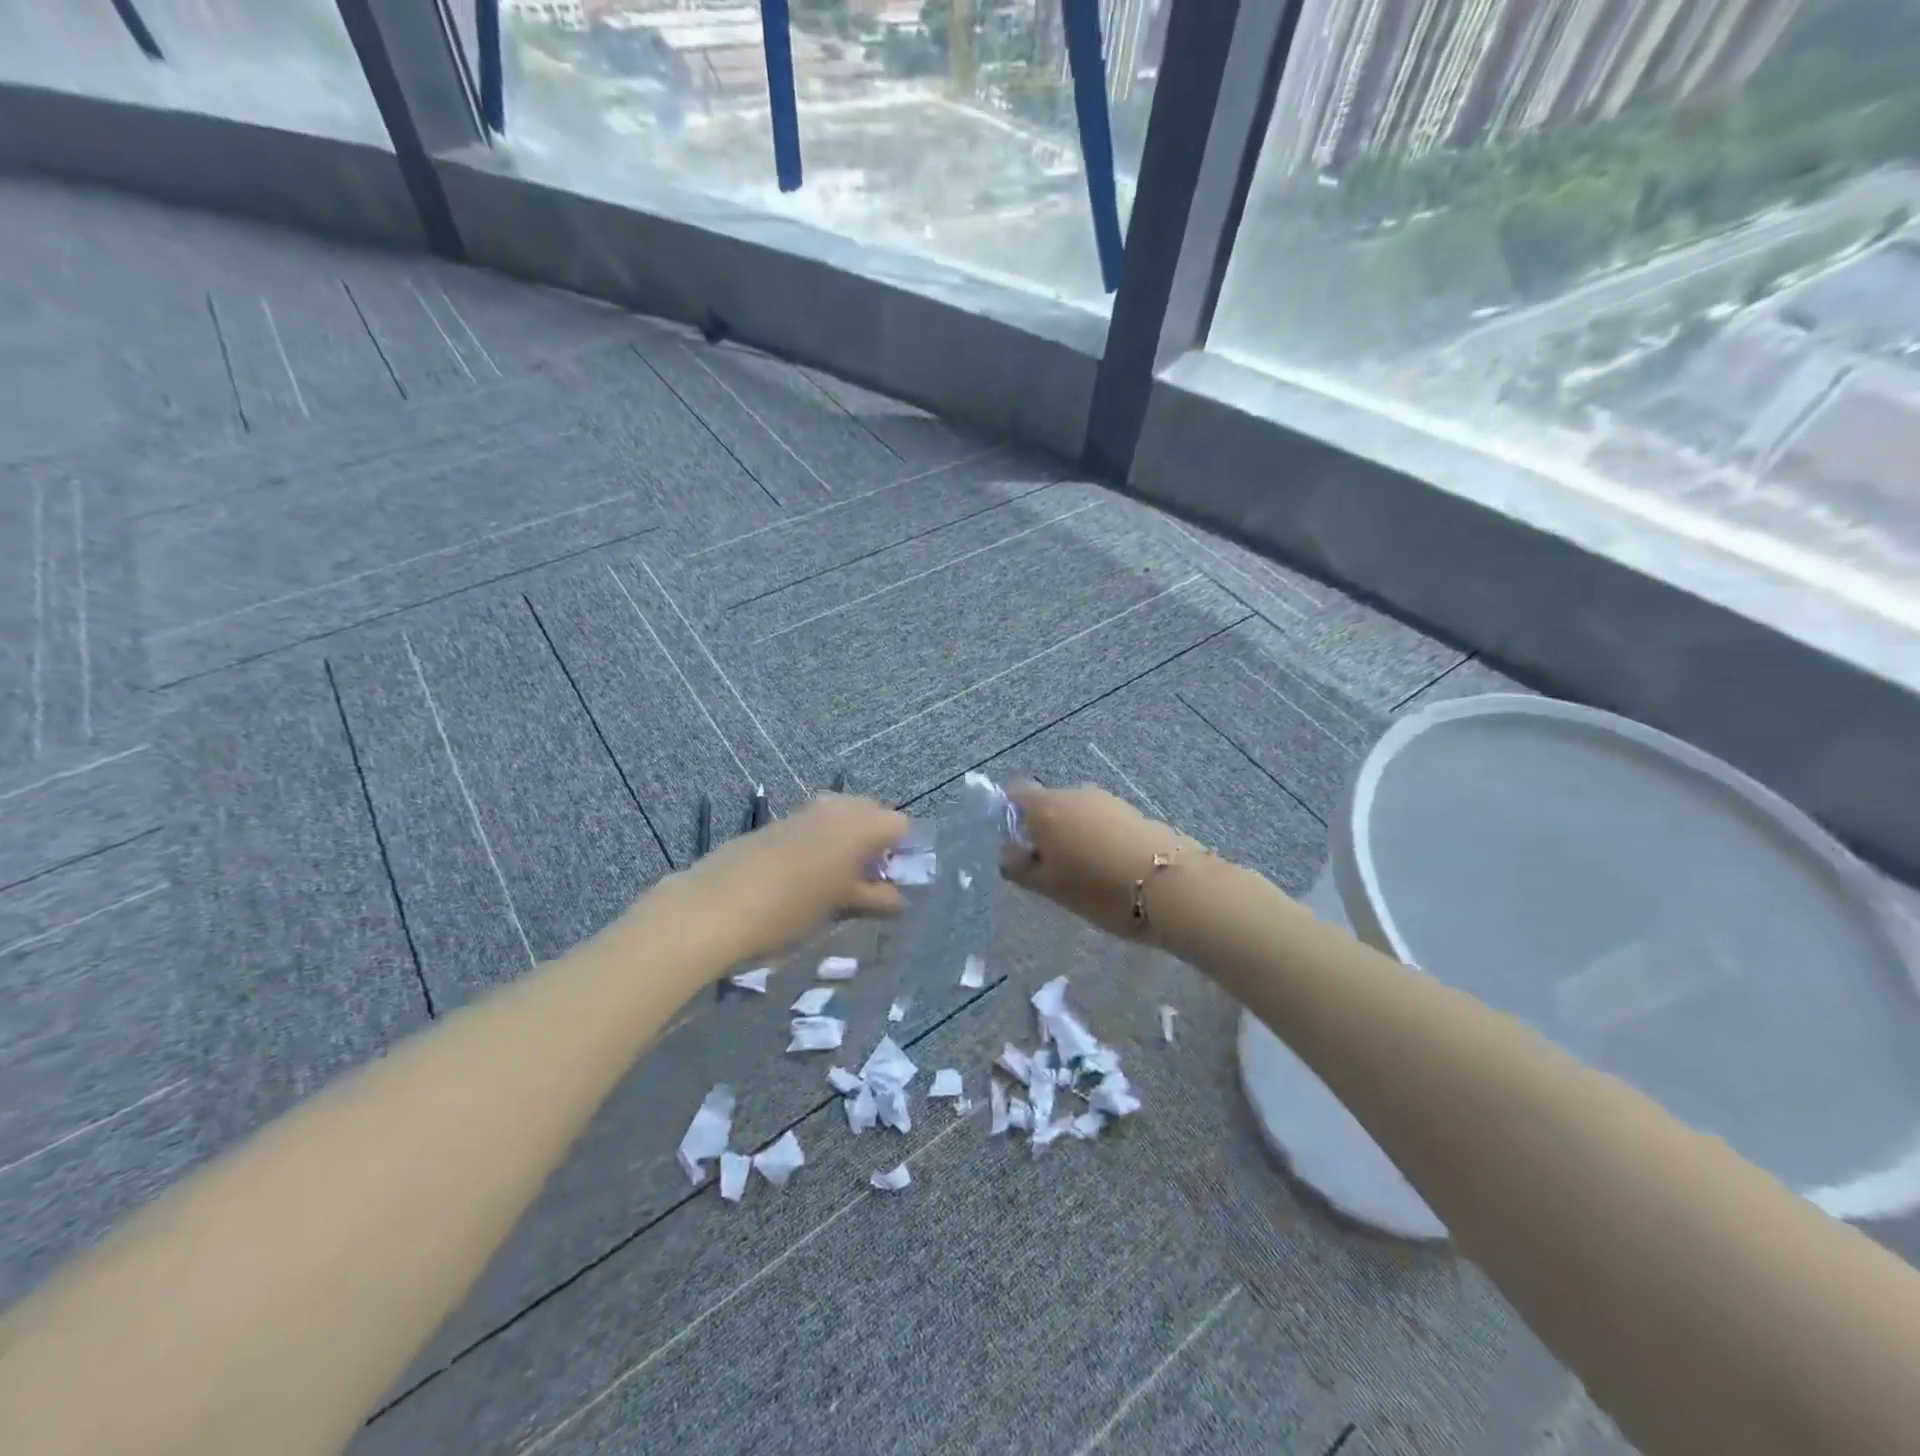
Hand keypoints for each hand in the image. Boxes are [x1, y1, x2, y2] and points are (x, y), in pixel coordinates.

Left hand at [670, 793, 909, 967]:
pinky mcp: (776, 823)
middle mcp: (836, 807)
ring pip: (841, 818)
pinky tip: (803, 877)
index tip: (891, 881)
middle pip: (872, 814)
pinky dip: (820, 844)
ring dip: (846, 843)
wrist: (716, 906)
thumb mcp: (840, 908)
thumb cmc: (791, 907)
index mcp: (859, 824)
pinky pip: (814, 825)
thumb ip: (875, 898)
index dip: (902, 851)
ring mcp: (803, 811)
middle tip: (867, 881)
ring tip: (836, 882)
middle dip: (875, 843)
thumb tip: (897, 898)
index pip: (900, 824)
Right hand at [1001, 782, 1196, 940]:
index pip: (1015, 792)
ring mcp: (1107, 800)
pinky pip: (1102, 820)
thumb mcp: (1048, 886)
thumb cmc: (1097, 888)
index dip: (1009, 813)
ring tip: (1083, 872)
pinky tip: (1109, 867)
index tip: (1015, 844)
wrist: (1171, 886)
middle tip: (1048, 867)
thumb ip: (1020, 866)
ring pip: (1077, 813)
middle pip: (1047, 803)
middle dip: (1044, 829)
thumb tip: (1009, 852)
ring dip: (1073, 834)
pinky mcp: (1133, 811)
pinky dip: (1098, 837)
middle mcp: (1074, 793)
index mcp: (1046, 807)